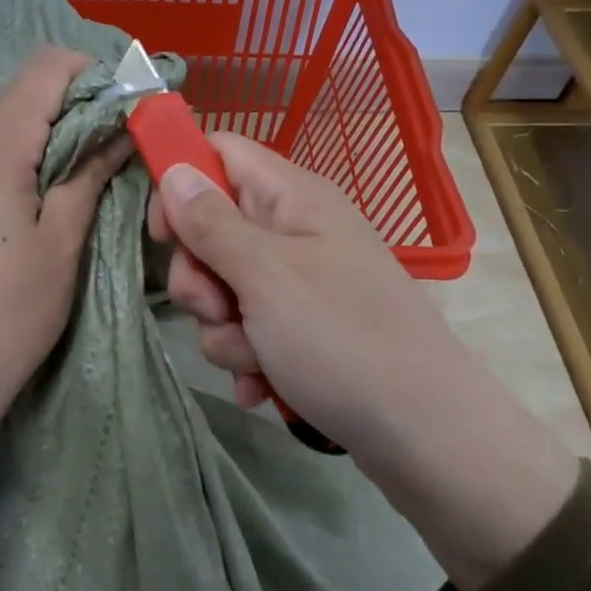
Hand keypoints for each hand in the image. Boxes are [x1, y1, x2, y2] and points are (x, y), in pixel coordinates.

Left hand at [0, 48, 130, 512]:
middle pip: (22, 97)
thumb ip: (88, 176)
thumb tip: (118, 131)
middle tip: (111, 153)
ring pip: (0, 129)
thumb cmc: (4, 315)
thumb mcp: (61, 245)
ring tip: (75, 184)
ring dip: (44, 141)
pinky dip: (13, 164)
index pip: (45, 67)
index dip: (92, 74)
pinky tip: (29, 207)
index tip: (125, 108)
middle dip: (73, 112)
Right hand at [151, 134, 577, 590]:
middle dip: (199, 276)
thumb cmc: (342, 340)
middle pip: (213, 226)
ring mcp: (301, 282)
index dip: (182, 182)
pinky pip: (249, 328)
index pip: (220, 153)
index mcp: (293, 197)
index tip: (164, 235)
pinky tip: (262, 385)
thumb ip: (211, 222)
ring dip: (224, 327)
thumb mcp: (265, 276)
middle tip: (217, 308)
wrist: (427, 438)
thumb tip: (173, 170)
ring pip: (224, 286)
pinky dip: (247, 356)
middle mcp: (296, 230)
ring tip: (256, 360)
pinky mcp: (303, 329)